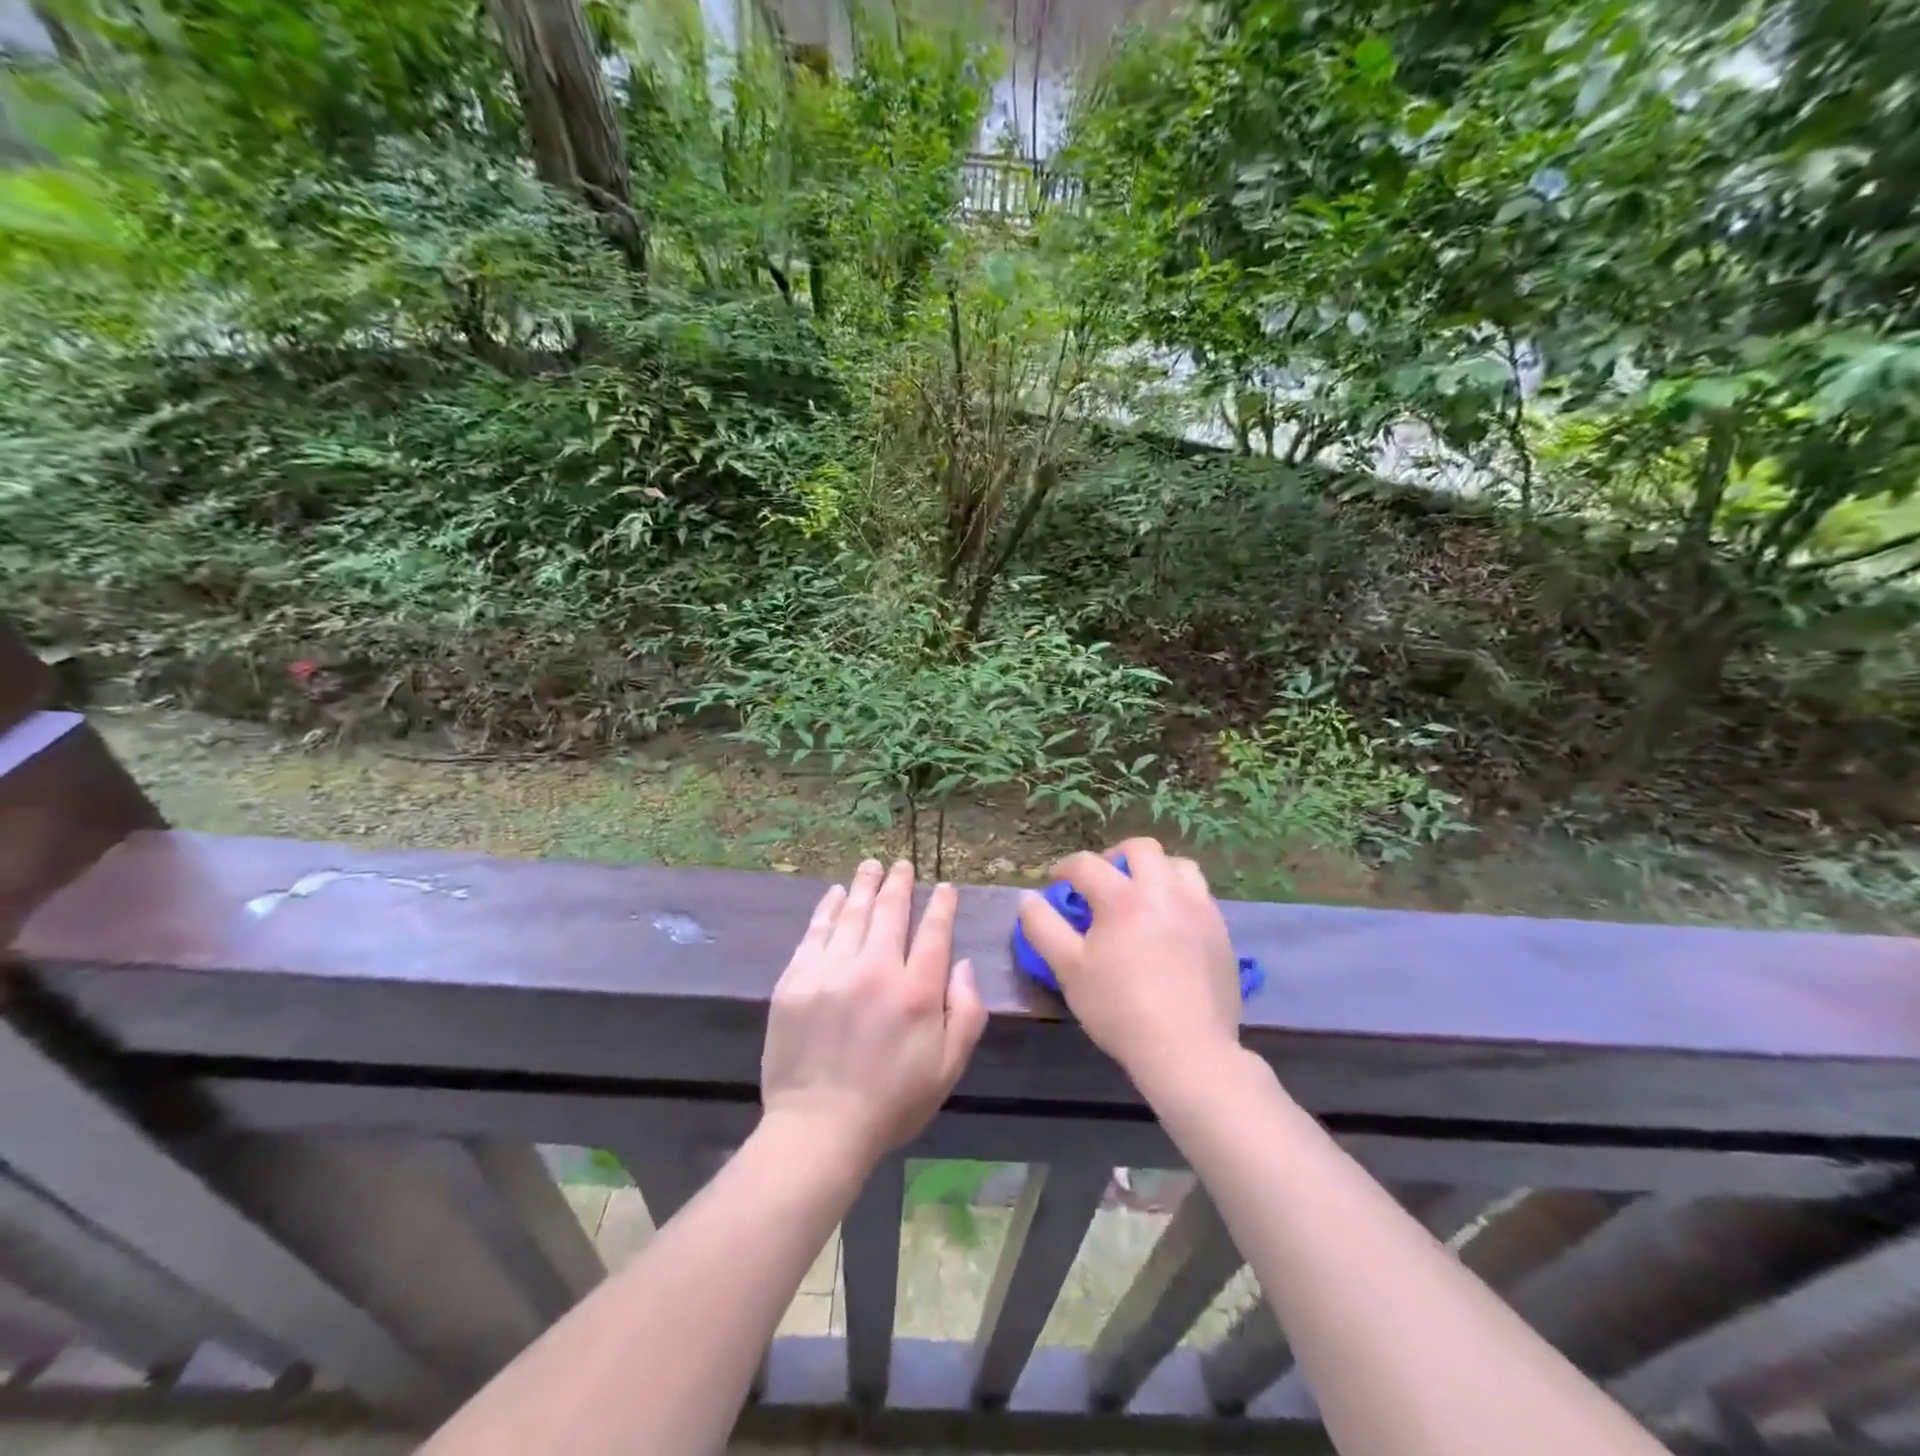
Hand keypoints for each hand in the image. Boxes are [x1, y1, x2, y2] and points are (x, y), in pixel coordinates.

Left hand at [761, 859, 987, 1166]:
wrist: (818, 1128)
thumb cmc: (892, 1102)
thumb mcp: (948, 1067)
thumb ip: (966, 1011)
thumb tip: (963, 964)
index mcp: (916, 991)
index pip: (934, 932)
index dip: (941, 905)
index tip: (944, 888)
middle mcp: (875, 970)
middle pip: (890, 911)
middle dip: (899, 883)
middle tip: (902, 865)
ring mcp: (831, 971)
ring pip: (852, 913)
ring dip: (864, 885)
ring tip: (871, 866)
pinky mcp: (796, 980)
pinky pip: (815, 932)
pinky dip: (827, 908)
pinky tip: (834, 894)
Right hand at [1017, 837, 1241, 1097]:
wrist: (1187, 1050)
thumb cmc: (1120, 1009)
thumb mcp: (1068, 969)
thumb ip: (1043, 927)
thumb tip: (1027, 898)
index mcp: (1123, 897)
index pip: (1087, 864)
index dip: (1065, 868)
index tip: (1057, 883)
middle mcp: (1164, 891)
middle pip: (1141, 849)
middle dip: (1115, 856)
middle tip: (1102, 881)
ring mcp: (1199, 909)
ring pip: (1178, 866)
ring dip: (1155, 870)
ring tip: (1142, 895)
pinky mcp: (1221, 931)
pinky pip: (1199, 895)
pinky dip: (1179, 895)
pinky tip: (1169, 924)